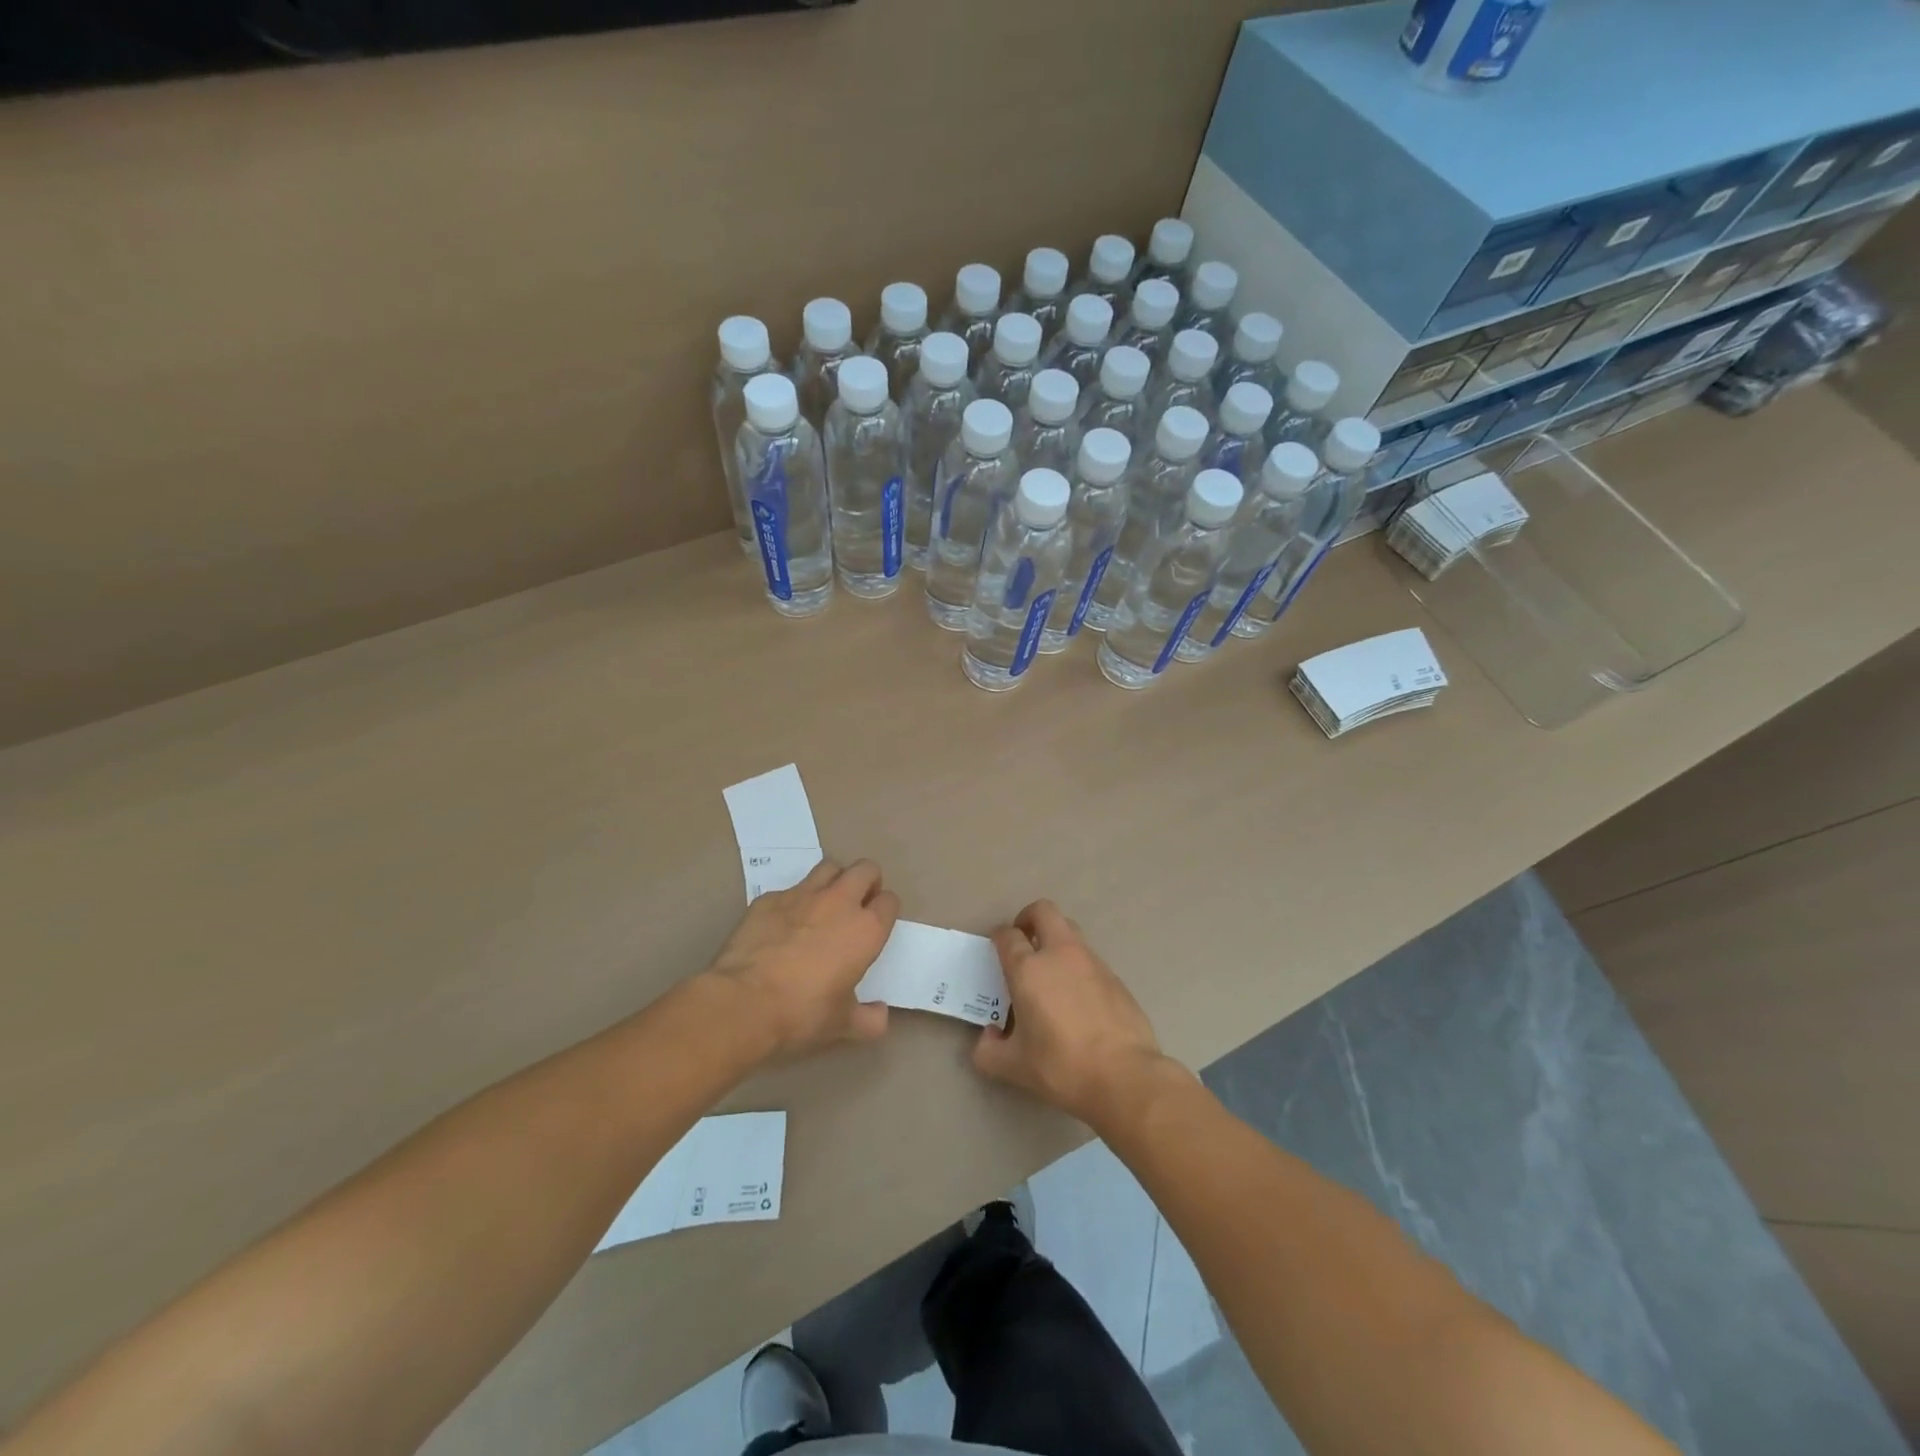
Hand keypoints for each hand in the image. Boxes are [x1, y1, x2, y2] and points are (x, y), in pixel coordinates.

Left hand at [706, 859, 899, 1057]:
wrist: (744, 1002)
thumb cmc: (802, 1013)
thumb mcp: (842, 1025)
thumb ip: (869, 1020)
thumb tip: (880, 1015)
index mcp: (866, 929)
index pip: (889, 901)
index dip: (885, 910)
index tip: (877, 924)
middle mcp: (839, 902)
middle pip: (865, 869)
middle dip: (867, 882)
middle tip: (858, 904)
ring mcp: (802, 895)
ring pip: (829, 867)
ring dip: (834, 880)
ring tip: (825, 904)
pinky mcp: (769, 898)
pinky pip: (790, 889)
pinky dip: (794, 901)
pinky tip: (783, 924)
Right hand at [972, 900, 1175, 1129]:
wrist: (1124, 1076)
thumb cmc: (1062, 1067)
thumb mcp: (1014, 1067)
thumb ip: (989, 1050)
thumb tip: (989, 1036)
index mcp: (1029, 969)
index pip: (1008, 936)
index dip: (999, 938)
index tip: (996, 949)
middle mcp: (1060, 954)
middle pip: (1043, 911)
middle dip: (1029, 918)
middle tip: (1023, 942)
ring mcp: (1092, 962)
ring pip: (1070, 930)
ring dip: (1055, 940)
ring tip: (1050, 972)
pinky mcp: (1115, 977)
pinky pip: (1090, 959)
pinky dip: (1078, 966)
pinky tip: (1078, 998)